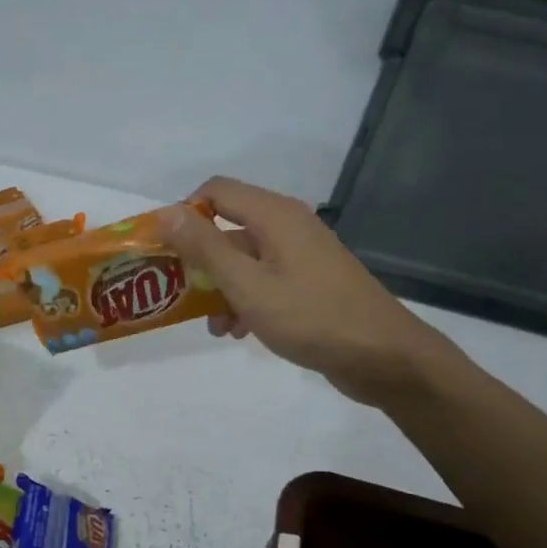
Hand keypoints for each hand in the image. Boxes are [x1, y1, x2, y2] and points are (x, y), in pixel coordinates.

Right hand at [160, 176, 459, 406]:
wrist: (382, 356)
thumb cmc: (310, 317)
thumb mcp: (247, 284)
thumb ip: (205, 248)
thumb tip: (165, 213)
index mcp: (274, 215)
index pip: (215, 191)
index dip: (184, 215)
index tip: (164, 252)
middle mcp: (288, 226)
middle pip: (228, 227)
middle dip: (199, 261)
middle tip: (177, 294)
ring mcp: (302, 255)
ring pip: (244, 259)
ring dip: (220, 288)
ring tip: (214, 326)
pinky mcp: (310, 282)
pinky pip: (265, 280)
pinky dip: (245, 300)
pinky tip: (238, 332)